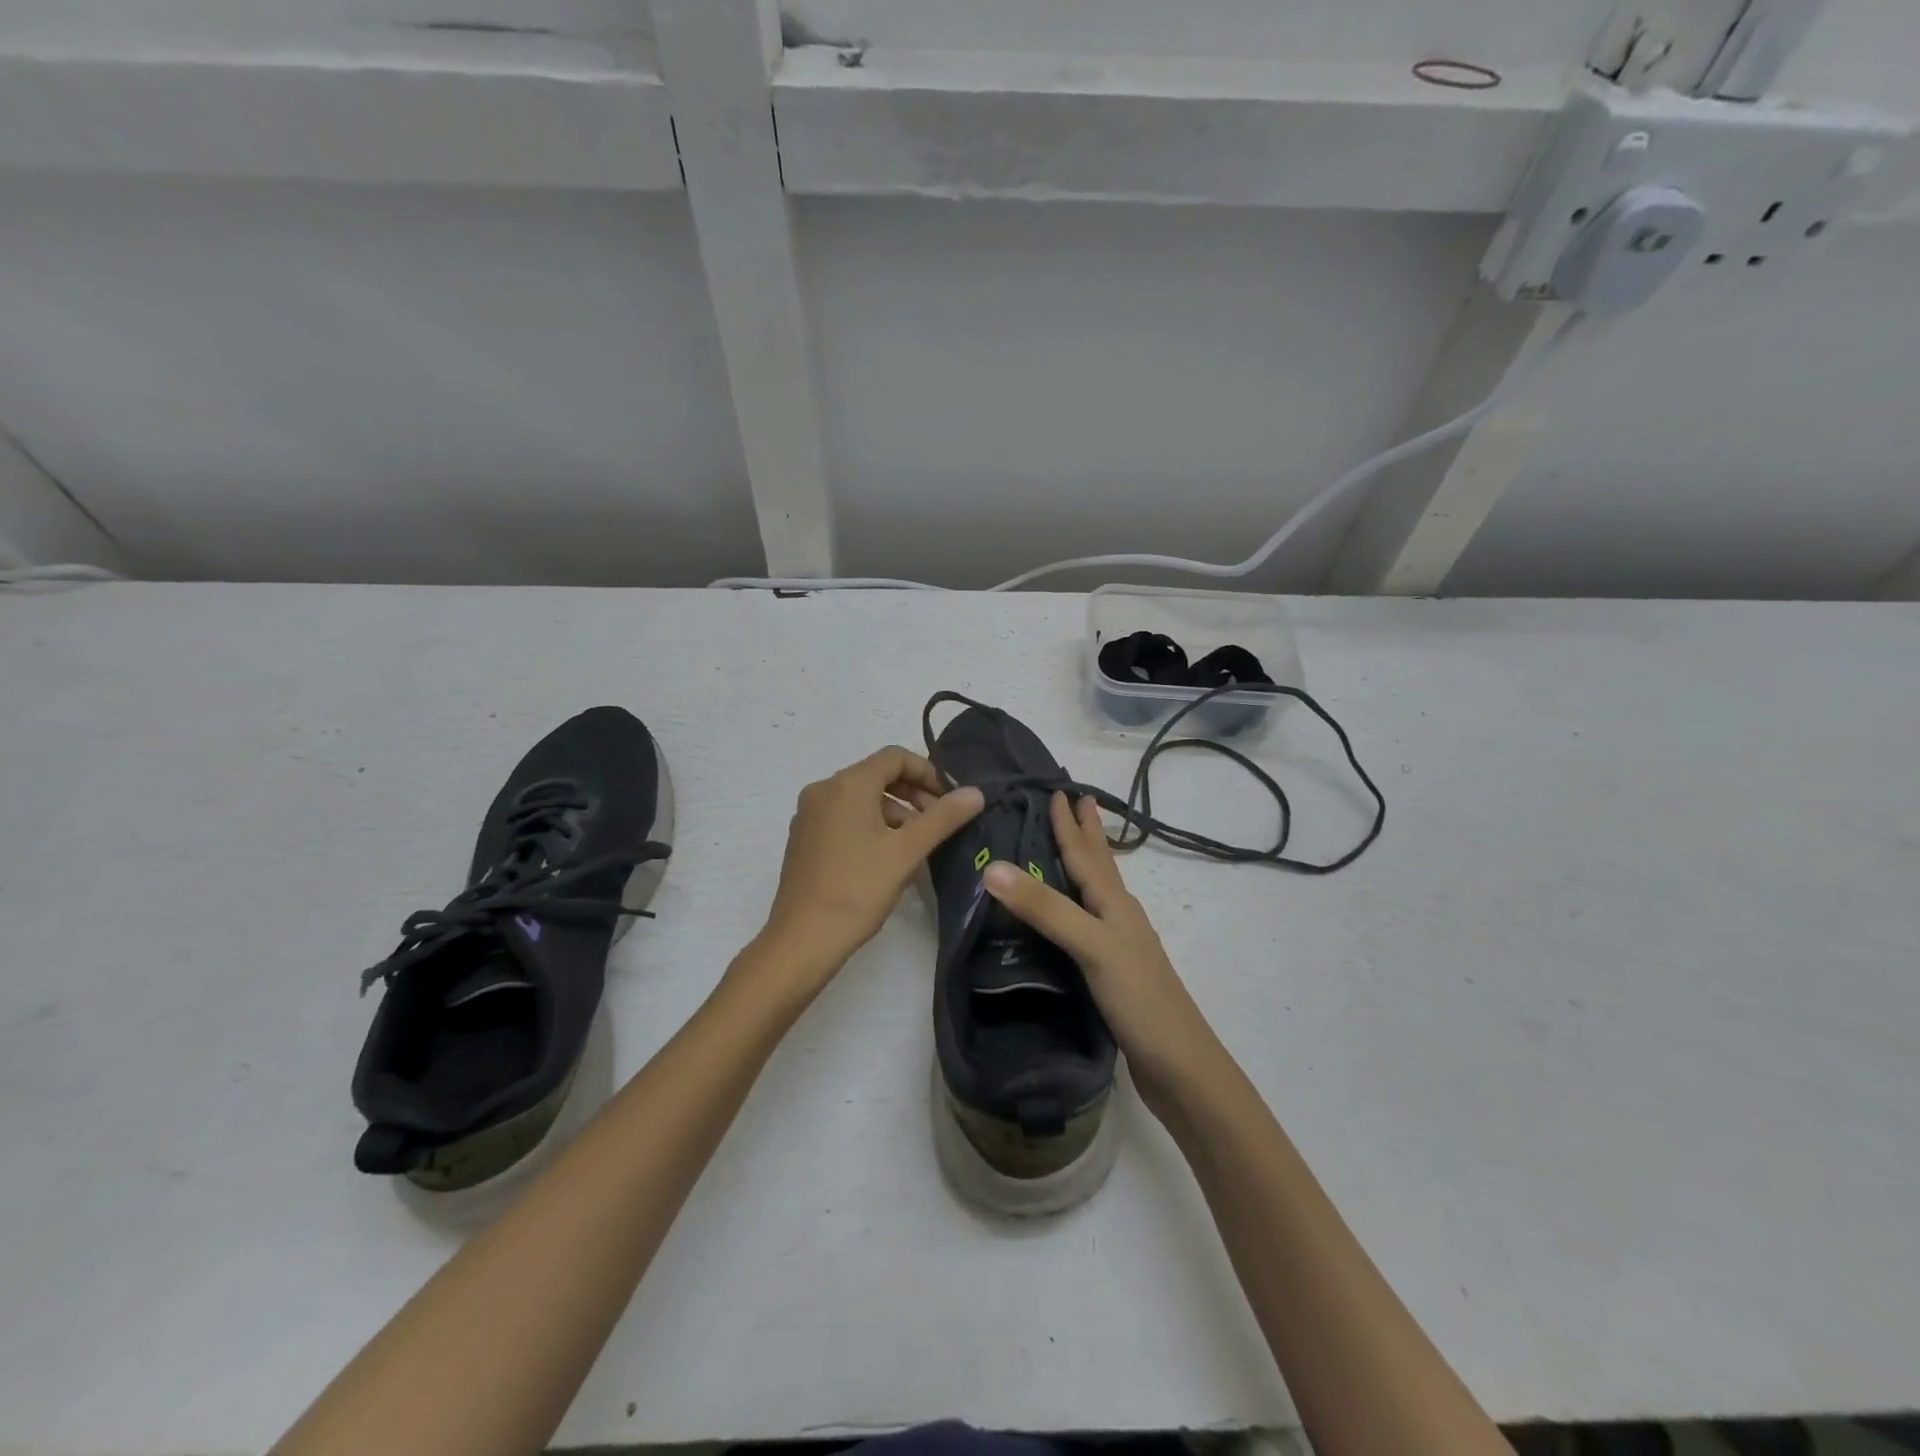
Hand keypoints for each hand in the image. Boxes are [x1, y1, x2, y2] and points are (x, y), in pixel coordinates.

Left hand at [757, 747, 983, 987]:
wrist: (803, 938)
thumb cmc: (858, 888)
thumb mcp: (907, 851)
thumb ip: (943, 817)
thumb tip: (975, 793)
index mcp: (847, 784)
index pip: (894, 757)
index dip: (928, 772)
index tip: (949, 800)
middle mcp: (823, 790)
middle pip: (877, 775)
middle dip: (913, 793)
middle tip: (938, 823)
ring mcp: (809, 815)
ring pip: (860, 798)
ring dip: (894, 812)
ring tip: (916, 845)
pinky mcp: (803, 838)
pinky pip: (843, 817)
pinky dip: (870, 825)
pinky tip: (886, 857)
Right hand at [981, 792, 1223, 1115]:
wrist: (1180, 1066)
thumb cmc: (1139, 999)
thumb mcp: (1091, 947)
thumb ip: (1045, 909)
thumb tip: (993, 866)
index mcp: (1113, 903)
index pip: (1085, 852)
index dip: (1069, 823)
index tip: (1058, 789)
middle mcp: (1117, 915)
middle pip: (1099, 864)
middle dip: (1085, 832)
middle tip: (1075, 799)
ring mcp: (1118, 944)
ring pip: (1096, 890)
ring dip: (1084, 862)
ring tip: (1071, 843)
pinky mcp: (1111, 971)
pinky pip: (1088, 921)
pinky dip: (1075, 903)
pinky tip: (1071, 913)